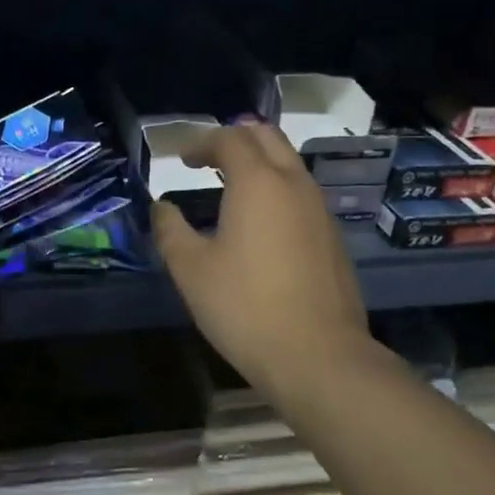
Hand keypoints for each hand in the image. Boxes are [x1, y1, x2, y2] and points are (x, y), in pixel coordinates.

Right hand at [150, 123, 373, 392]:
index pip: (230, 139)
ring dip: (258, 163)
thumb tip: (161, 207)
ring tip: (229, 187)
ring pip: (289, 164)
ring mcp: (320, 210)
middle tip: (207, 160)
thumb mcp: (191, 269)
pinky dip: (276, 189)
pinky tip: (259, 223)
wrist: (319, 357)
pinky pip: (301, 193)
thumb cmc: (245, 307)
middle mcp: (294, 184)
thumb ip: (170, 230)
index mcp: (258, 182)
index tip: (181, 159)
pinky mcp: (332, 237)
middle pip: (267, 137)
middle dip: (234, 139)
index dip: (201, 142)